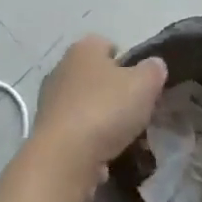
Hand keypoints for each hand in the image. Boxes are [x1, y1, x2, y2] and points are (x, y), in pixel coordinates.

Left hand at [31, 36, 167, 186]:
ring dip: (101, 118)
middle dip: (114, 91)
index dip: (127, 62)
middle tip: (135, 111)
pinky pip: (75, 130)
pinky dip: (88, 141)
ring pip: (85, 103)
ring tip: (122, 138)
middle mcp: (62, 67)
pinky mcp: (46, 129)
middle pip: (95, 75)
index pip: (107, 45)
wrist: (64, 156)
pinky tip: (102, 157)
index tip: (142, 84)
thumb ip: (153, 71)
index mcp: (84, 48)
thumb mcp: (143, 85)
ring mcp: (51, 99)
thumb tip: (155, 64)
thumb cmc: (105, 109)